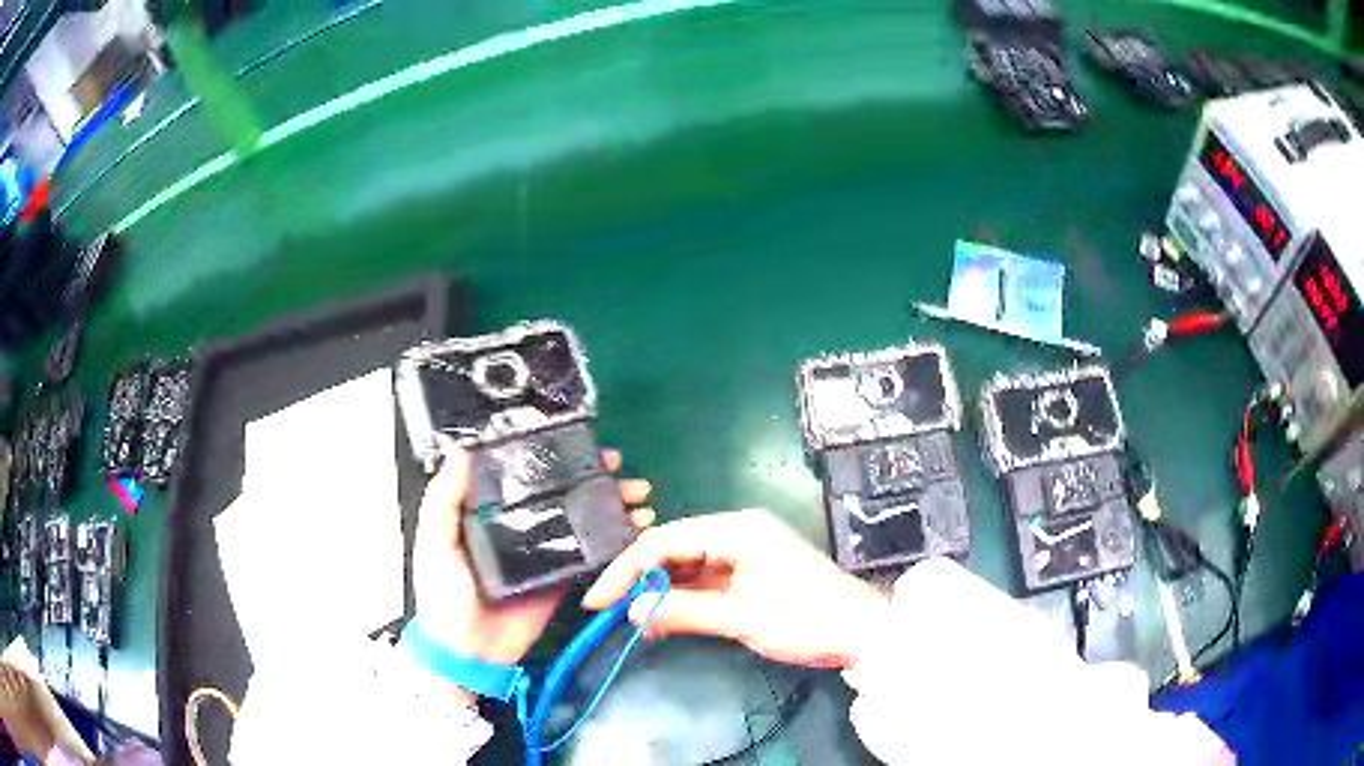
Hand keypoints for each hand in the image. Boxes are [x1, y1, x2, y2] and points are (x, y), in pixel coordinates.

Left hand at [413, 447, 653, 670]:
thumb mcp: (435, 542)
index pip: (524, 474)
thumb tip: (461, 451)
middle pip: (562, 494)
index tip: (582, 442)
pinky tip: (635, 529)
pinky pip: (591, 557)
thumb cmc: (444, 594)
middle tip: (620, 467)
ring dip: (611, 506)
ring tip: (637, 496)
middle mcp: (520, 526)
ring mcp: (544, 553)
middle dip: (594, 478)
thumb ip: (443, 500)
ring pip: (582, 520)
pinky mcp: (562, 580)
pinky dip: (615, 542)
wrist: (468, 652)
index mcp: (488, 512)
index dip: (553, 456)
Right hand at [583, 509, 889, 668]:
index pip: (665, 540)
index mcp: (738, 530)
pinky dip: (680, 599)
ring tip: (632, 621)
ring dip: (658, 591)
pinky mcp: (748, 572)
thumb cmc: (810, 621)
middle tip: (609, 612)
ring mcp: (744, 552)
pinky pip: (702, 580)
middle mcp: (737, 532)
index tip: (599, 601)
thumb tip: (634, 613)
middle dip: (639, 579)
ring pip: (684, 565)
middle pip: (672, 548)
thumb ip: (686, 612)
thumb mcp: (745, 619)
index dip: (627, 570)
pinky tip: (663, 620)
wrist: (862, 633)